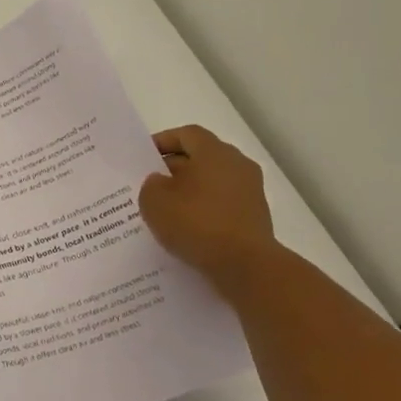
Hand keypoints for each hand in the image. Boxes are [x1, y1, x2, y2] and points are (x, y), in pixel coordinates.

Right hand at [139, 126, 280, 285]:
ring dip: (190, 192)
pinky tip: (187, 229)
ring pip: (212, 183)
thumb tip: (160, 182)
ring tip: (167, 210)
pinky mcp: (255, 217)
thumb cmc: (197, 224)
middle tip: (151, 185)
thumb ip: (151, 185)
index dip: (163, 141)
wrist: (245, 266)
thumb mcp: (154, 201)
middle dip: (174, 169)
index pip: (187, 134)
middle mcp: (237, 164)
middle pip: (201, 157)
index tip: (144, 157)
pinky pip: (223, 205)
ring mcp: (250, 192)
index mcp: (215, 152)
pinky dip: (205, 211)